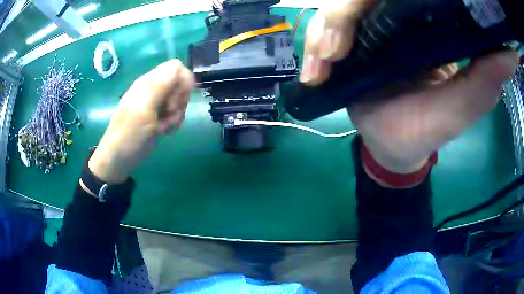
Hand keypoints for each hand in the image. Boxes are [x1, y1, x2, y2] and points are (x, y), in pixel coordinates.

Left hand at [89, 59, 194, 183]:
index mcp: (148, 82)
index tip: (176, 100)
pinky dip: (174, 123)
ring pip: (180, 100)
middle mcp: (154, 89)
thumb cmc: (129, 133)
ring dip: (177, 114)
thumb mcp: (143, 108)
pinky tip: (164, 131)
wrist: (120, 159)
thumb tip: (179, 67)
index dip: (182, 81)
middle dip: (180, 100)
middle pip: (181, 84)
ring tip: (164, 126)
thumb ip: (160, 85)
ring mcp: (157, 103)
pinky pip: (176, 113)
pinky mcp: (159, 116)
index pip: (176, 67)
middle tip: (168, 113)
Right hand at [301, 0, 518, 174]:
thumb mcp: (463, 107)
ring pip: (333, 9)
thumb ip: (486, 79)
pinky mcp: (346, 42)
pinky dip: (312, 47)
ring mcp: (366, 27)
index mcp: (427, 23)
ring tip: (324, 64)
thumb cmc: (428, 130)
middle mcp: (394, 16)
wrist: (391, 144)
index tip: (371, 5)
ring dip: (323, 32)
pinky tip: (314, 72)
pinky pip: (320, 32)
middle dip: (342, 14)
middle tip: (336, 48)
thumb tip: (510, 54)